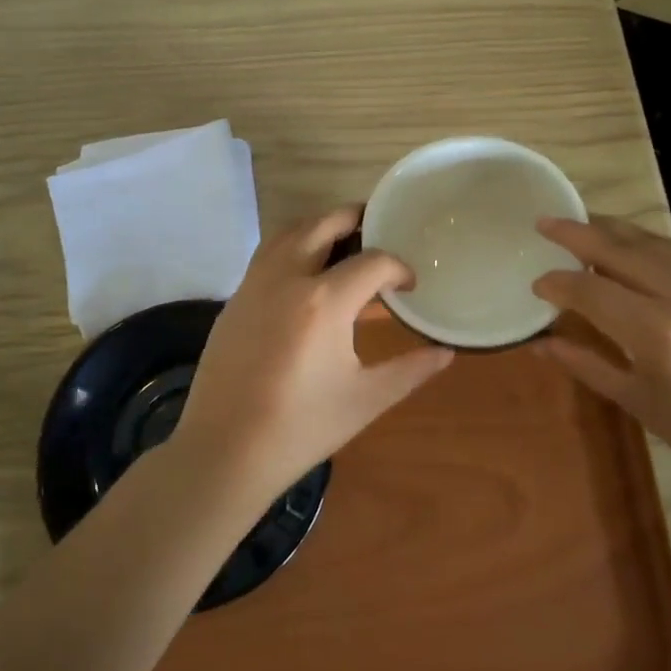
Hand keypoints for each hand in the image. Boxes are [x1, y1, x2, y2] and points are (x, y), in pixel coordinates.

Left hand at [172, 205, 453, 508]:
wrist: (224, 451)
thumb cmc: (301, 427)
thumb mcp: (365, 400)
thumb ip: (410, 370)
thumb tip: (446, 352)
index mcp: (324, 301)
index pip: (372, 262)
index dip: (398, 268)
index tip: (410, 285)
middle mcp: (287, 278)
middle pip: (324, 224)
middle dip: (356, 219)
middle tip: (379, 229)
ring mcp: (254, 285)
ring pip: (288, 232)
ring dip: (319, 226)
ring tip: (344, 243)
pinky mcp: (234, 300)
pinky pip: (267, 255)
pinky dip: (292, 247)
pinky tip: (306, 277)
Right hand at [532, 216, 670, 516]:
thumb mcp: (639, 403)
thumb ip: (587, 363)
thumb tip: (542, 340)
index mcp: (660, 334)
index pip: (591, 290)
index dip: (558, 283)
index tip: (536, 283)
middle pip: (620, 250)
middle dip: (577, 233)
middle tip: (545, 222)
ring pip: (653, 241)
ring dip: (613, 231)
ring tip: (583, 225)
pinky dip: (650, 246)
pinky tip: (633, 248)